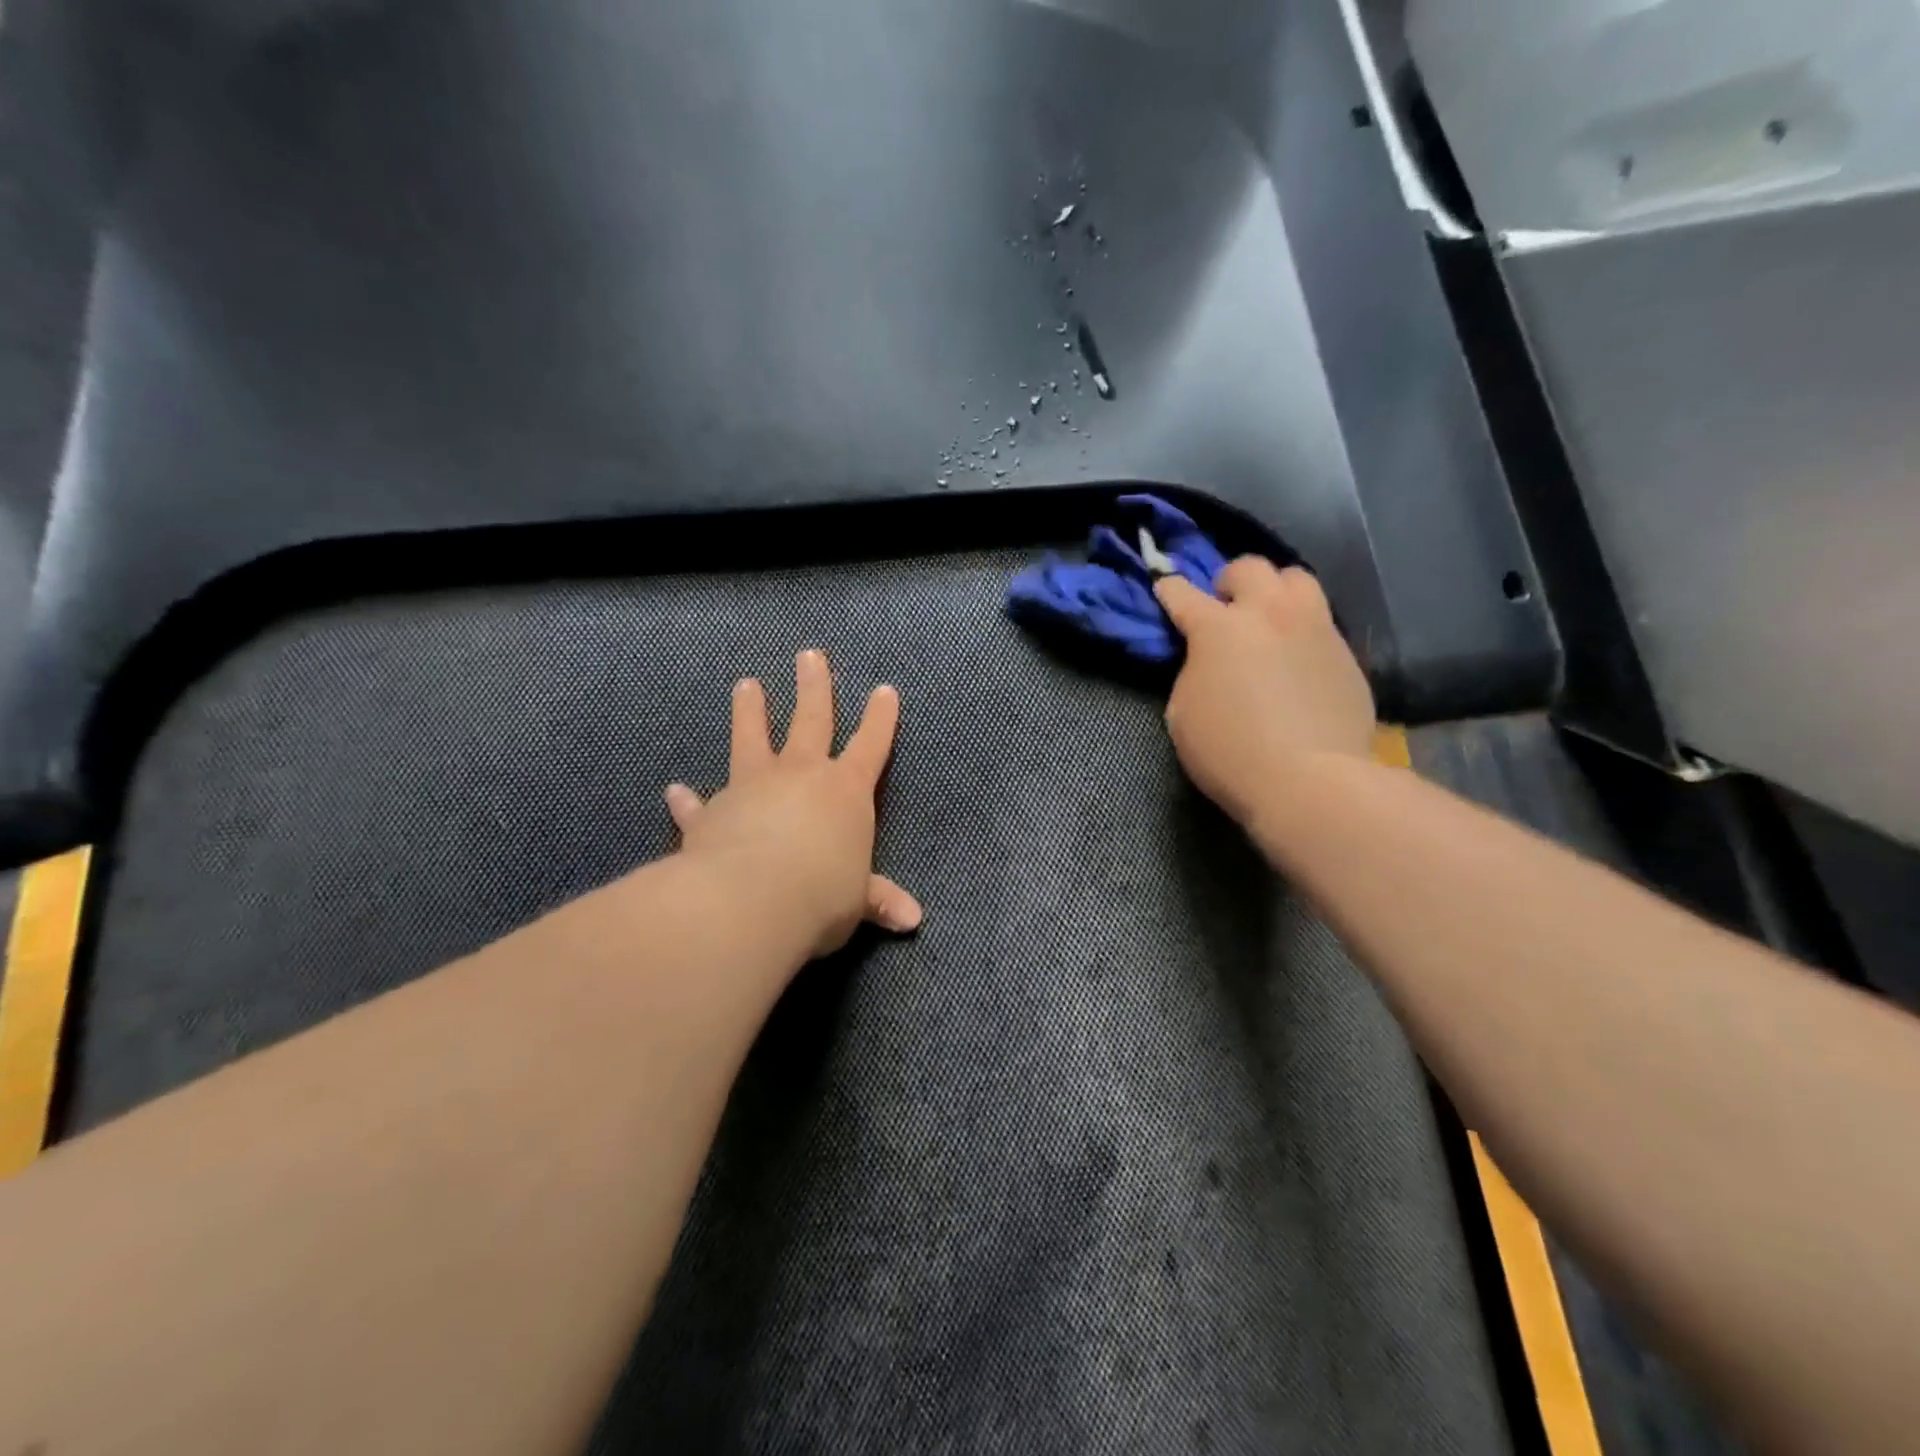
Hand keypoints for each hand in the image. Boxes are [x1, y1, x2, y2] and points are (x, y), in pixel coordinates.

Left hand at [664, 650, 921, 959]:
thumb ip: (877, 899)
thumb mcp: (857, 901)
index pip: (871, 745)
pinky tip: (674, 791)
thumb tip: (914, 920)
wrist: (749, 901)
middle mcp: (800, 776)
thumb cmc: (820, 894)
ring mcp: (751, 788)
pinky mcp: (711, 814)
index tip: (884, 690)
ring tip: (745, 685)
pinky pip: (698, 804)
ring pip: (751, 739)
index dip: (880, 719)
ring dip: (750, 712)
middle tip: (809, 655)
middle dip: (814, 687)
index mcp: (845, 790)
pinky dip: (687, 800)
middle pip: (811, 719)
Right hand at [1154, 559, 1375, 829]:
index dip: (1170, 589)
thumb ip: (1193, 671)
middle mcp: (1269, 614)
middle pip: (1250, 567)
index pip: (1183, 593)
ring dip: (1276, 591)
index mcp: (1218, 628)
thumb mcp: (1184, 712)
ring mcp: (1314, 628)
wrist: (1309, 779)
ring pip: (1297, 579)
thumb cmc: (1229, 751)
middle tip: (1225, 605)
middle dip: (1230, 581)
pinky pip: (1321, 621)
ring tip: (1270, 618)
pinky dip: (1302, 629)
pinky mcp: (1346, 652)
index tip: (1165, 588)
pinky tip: (1297, 658)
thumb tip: (1207, 659)